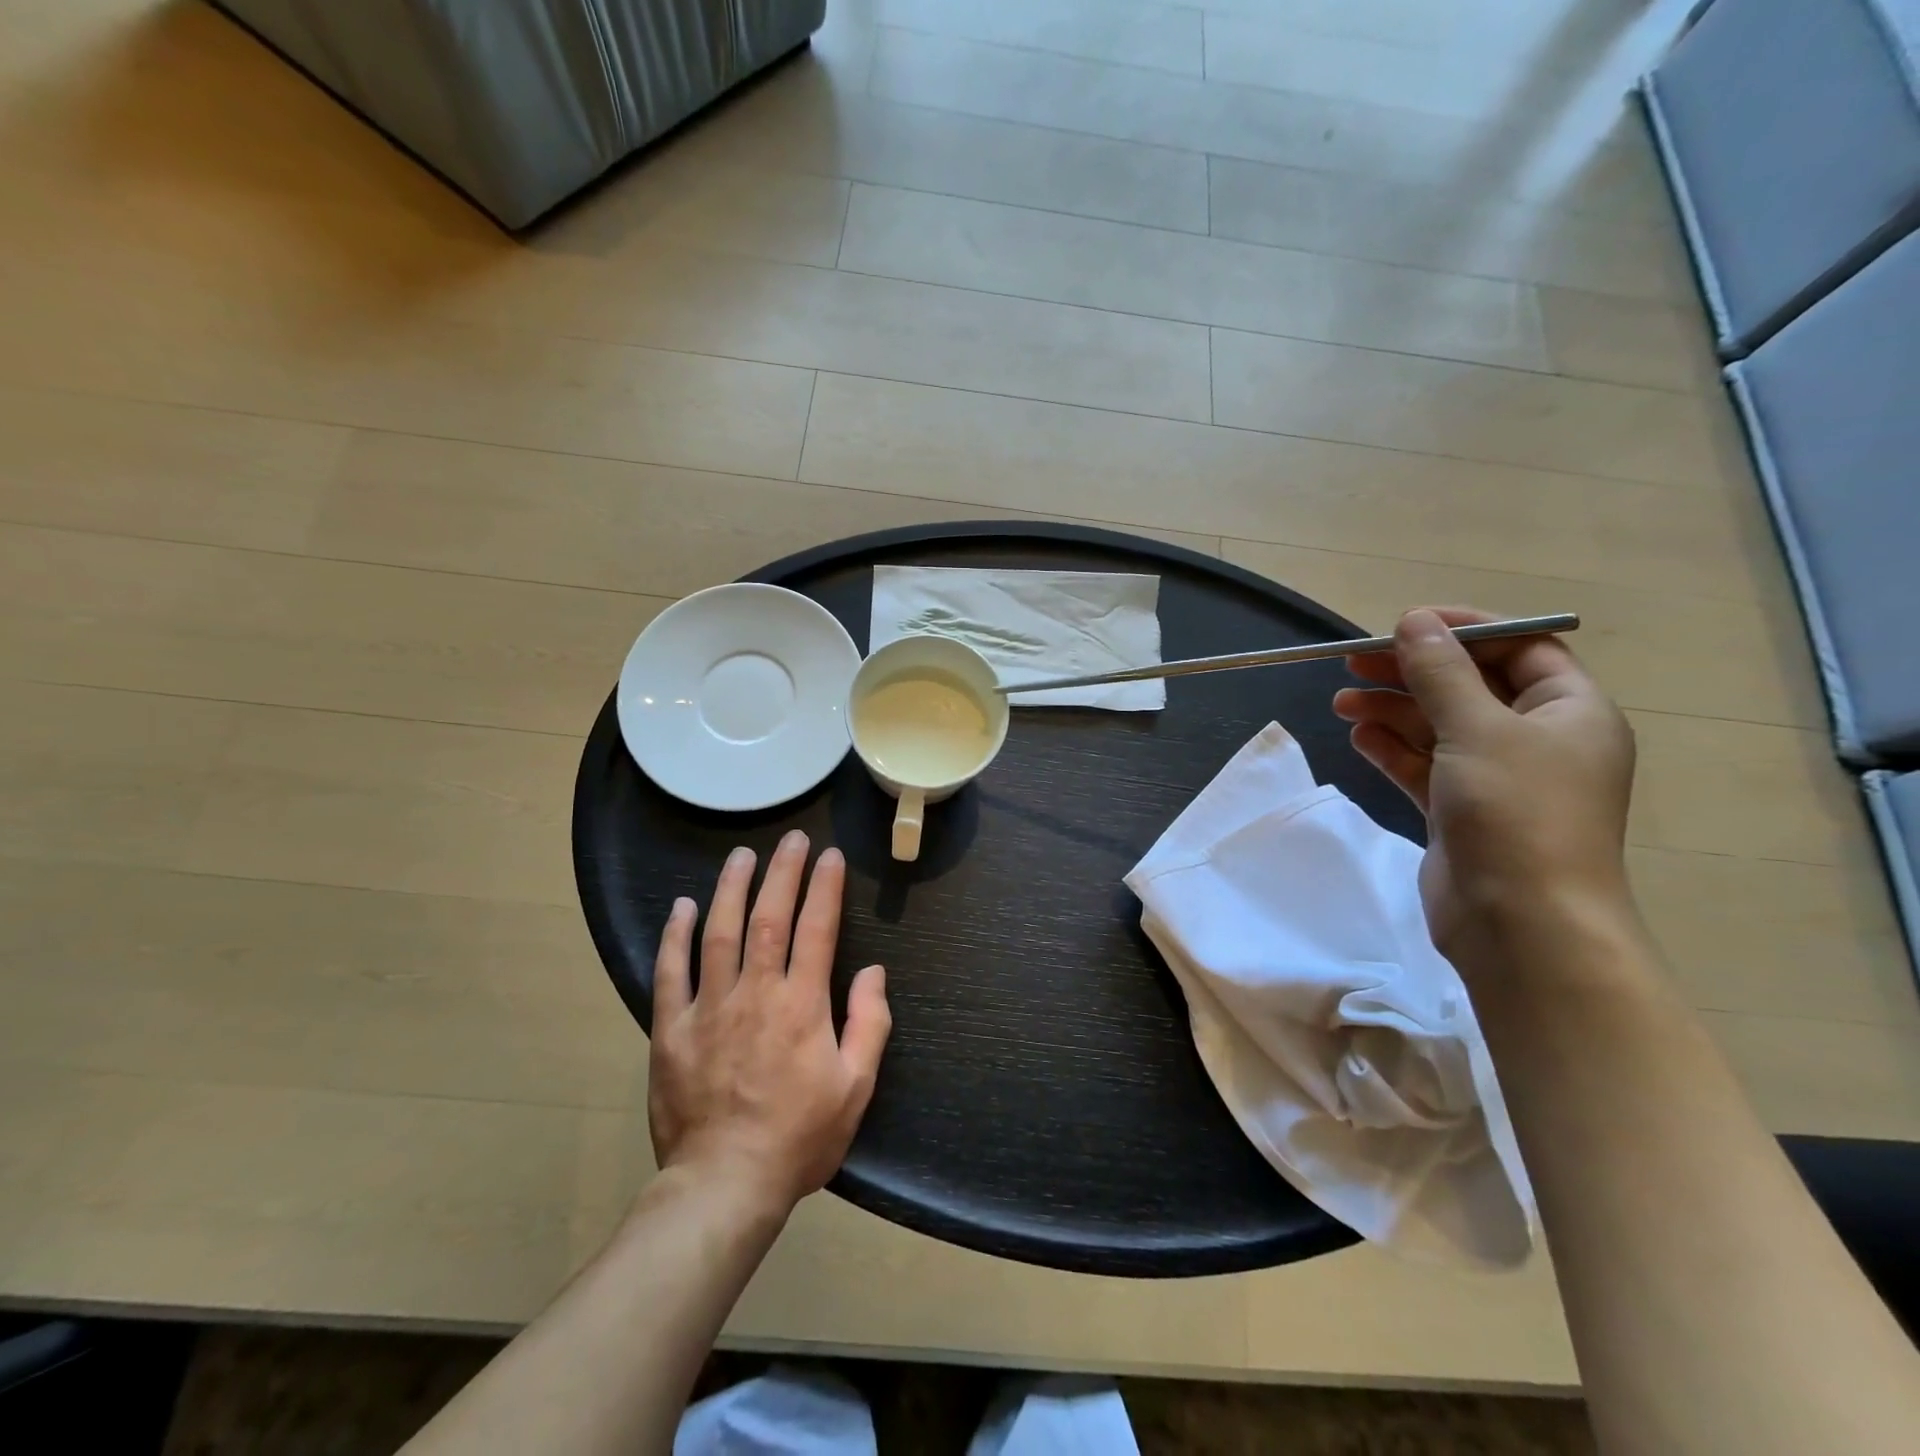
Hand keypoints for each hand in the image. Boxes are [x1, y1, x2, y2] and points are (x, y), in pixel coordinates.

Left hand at [648, 831, 891, 1213]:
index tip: (830, 856)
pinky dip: (675, 936)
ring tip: (741, 855)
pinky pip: (671, 972)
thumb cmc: (799, 1137)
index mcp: (802, 1004)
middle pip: (769, 917)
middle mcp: (756, 992)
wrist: (725, 1184)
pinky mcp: (672, 1029)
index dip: (825, 888)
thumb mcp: (856, 1087)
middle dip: (782, 872)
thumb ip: (869, 1024)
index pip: (817, 929)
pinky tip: (682, 907)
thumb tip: (874, 972)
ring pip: (719, 933)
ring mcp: (709, 1007)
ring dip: (731, 888)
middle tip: (790, 839)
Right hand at [1333, 606, 1636, 972]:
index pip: (1520, 649)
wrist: (1520, 922)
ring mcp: (1497, 779)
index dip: (1464, 631)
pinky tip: (1358, 736)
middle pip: (1469, 687)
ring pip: (1439, 728)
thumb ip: (1441, 673)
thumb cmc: (1515, 812)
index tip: (1405, 625)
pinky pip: (1424, 765)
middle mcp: (1538, 740)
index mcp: (1569, 711)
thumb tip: (1414, 622)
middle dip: (1412, 672)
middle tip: (1354, 663)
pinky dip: (1392, 749)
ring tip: (1341, 701)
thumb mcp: (1477, 729)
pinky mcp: (1461, 811)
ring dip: (1392, 710)